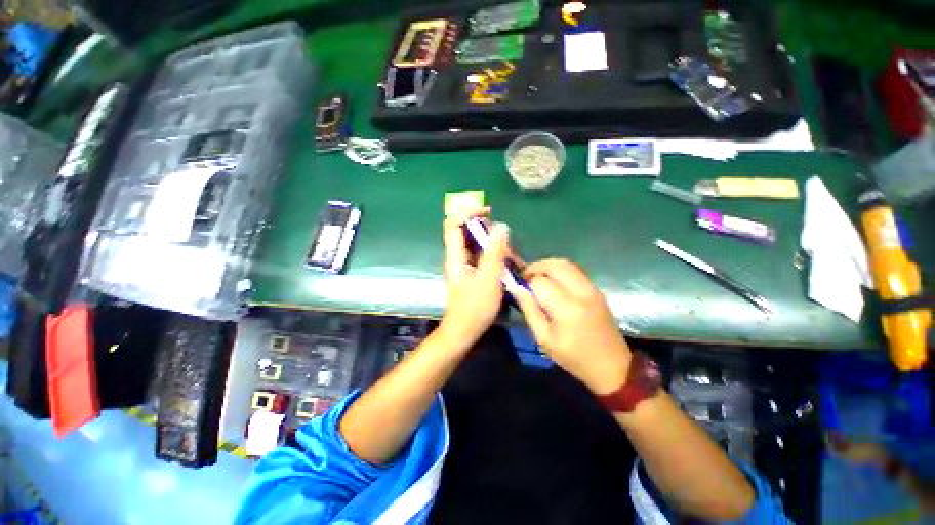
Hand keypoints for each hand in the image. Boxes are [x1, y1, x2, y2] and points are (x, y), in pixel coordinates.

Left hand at [439, 211, 510, 348]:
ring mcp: (463, 264)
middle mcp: (457, 256)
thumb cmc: (475, 307)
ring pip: (475, 243)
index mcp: (455, 255)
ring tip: (509, 252)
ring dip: (491, 242)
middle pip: (465, 231)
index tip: (488, 212)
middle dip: (485, 228)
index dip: (468, 213)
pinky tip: (506, 262)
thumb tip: (501, 226)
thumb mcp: (489, 279)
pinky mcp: (470, 272)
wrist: (464, 331)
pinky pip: (480, 255)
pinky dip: (492, 253)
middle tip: (504, 238)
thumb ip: (494, 252)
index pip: (453, 224)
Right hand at [513, 259, 631, 393]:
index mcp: (566, 308)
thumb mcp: (544, 339)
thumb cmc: (573, 357)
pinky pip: (575, 271)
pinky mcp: (597, 290)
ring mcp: (592, 289)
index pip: (540, 282)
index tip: (519, 289)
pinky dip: (559, 270)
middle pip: (555, 265)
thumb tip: (517, 288)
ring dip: (547, 266)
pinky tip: (553, 282)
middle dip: (536, 267)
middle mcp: (581, 292)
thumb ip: (529, 310)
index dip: (526, 282)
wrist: (612, 366)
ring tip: (537, 278)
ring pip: (566, 264)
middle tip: (526, 278)